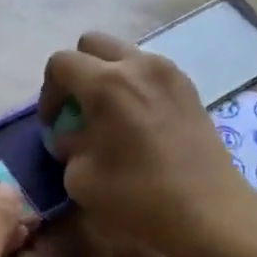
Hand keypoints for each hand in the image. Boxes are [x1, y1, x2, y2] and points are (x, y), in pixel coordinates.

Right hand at [39, 33, 256, 256]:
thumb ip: (68, 147)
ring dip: (108, 76)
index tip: (53, 123)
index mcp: (107, 84)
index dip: (48, 92)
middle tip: (77, 108)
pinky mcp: (189, 88)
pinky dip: (135, 85)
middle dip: (77, 71)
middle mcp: (139, 65)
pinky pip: (150, 71)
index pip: (61, 63)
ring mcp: (169, 73)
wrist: (208, 212)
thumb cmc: (138, 196)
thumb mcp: (81, 178)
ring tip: (109, 115)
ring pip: (125, 55)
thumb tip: (71, 136)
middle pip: (93, 44)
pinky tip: (137, 122)